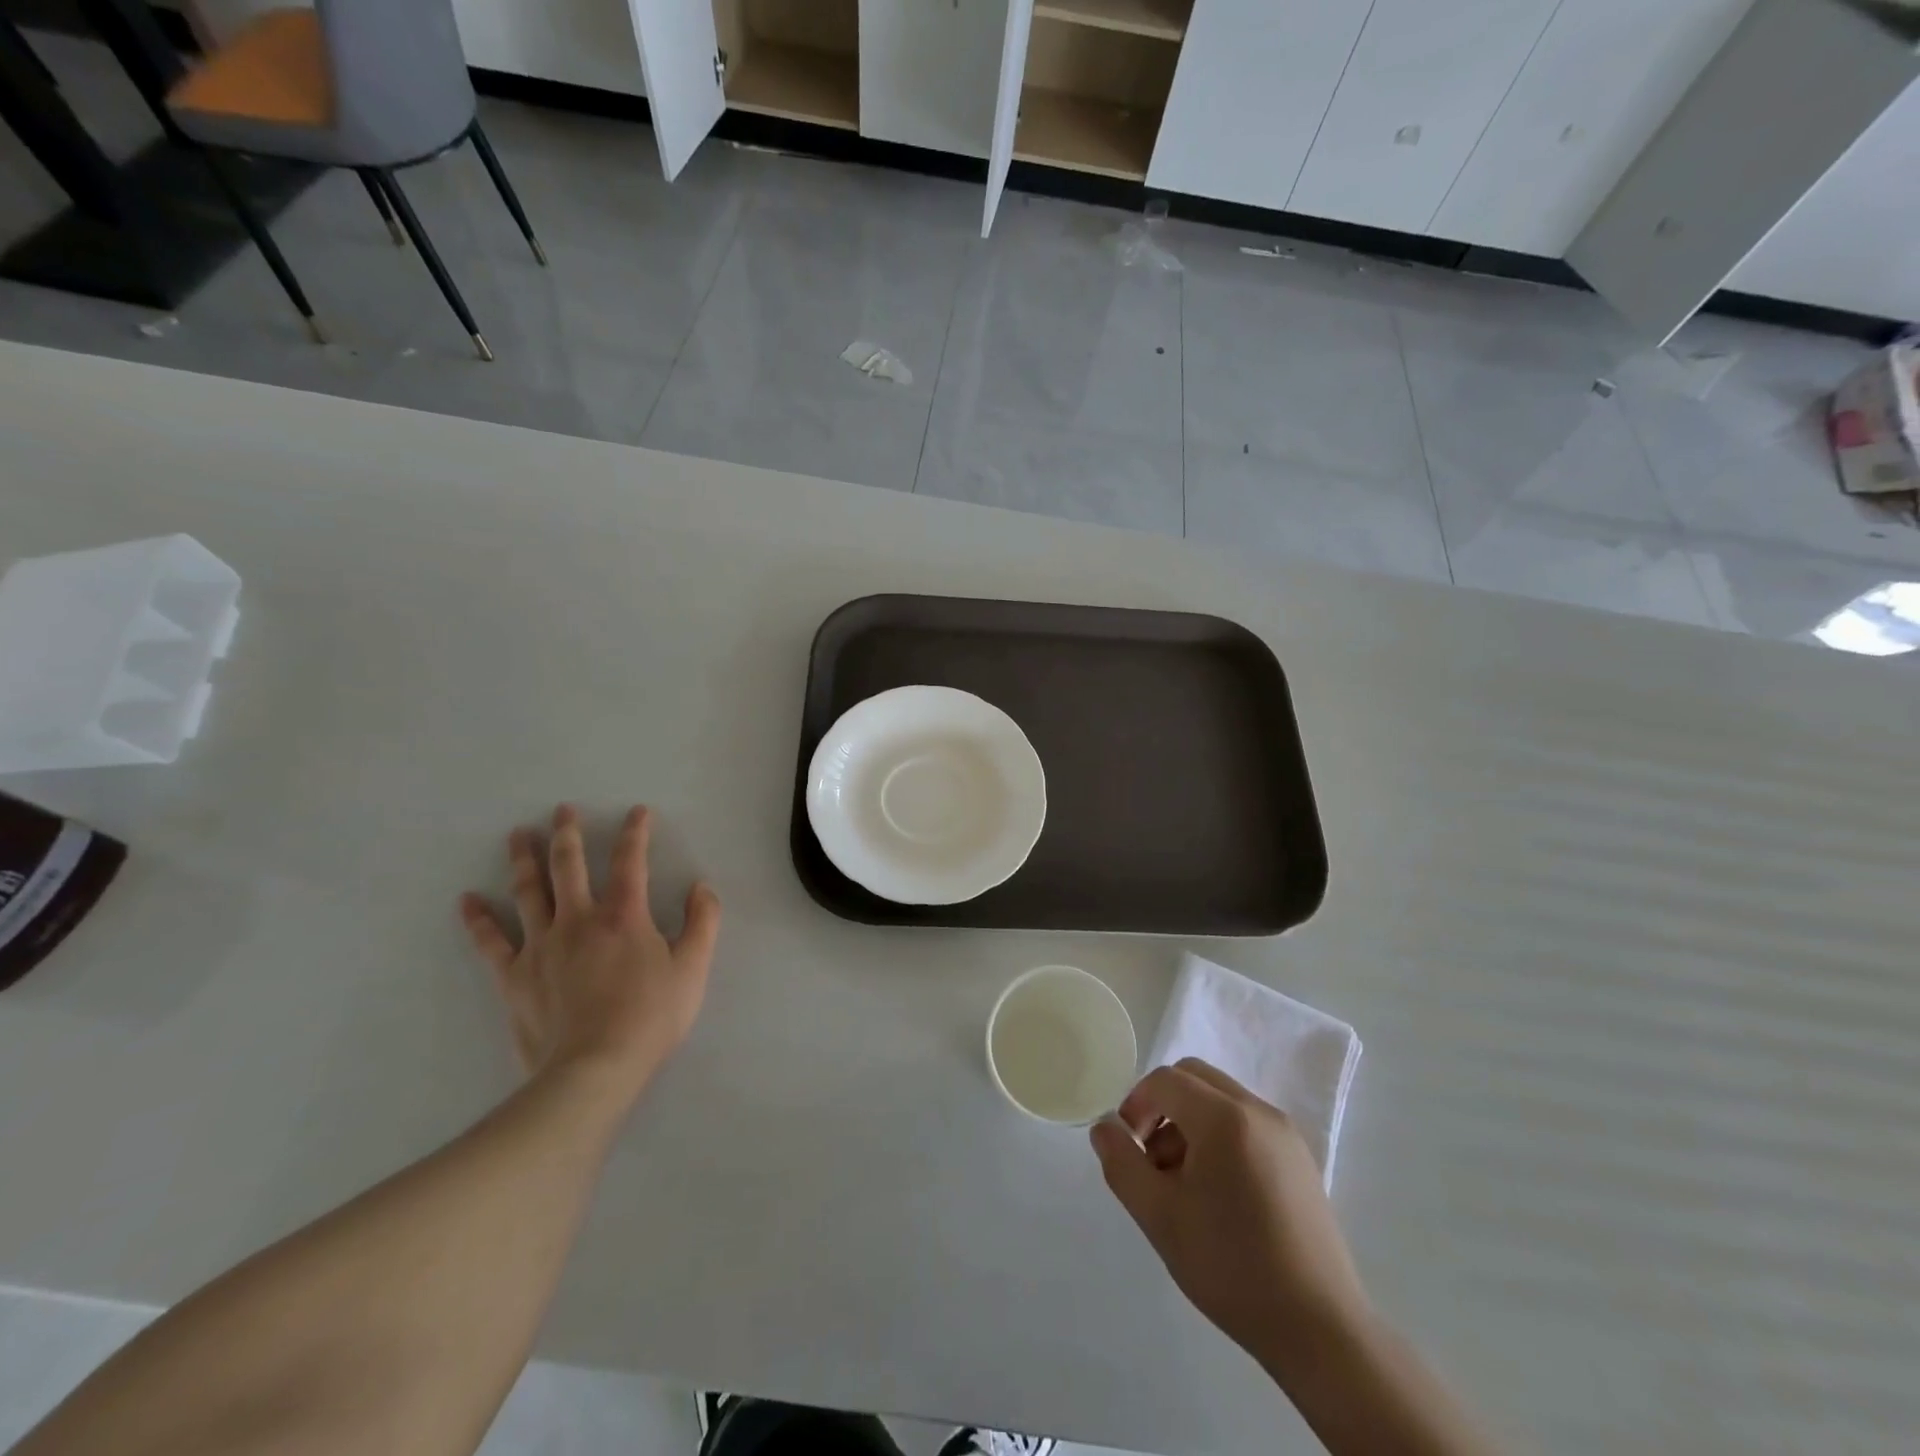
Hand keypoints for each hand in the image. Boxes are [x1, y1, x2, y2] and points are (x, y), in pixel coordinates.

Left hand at [459, 804, 720, 1102]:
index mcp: (624, 916)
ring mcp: (541, 945)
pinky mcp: (515, 975)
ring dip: (523, 860)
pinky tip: (467, 900)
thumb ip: (703, 922)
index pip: (630, 861)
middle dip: (568, 834)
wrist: (594, 1068)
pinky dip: (478, 919)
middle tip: (562, 810)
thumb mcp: (693, 968)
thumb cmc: (651, 1017)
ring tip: (517, 835)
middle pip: (569, 866)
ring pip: (529, 892)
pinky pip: (491, 941)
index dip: (635, 833)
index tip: (636, 812)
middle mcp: (579, 919)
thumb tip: (701, 887)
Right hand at [1091, 1059, 1370, 1382]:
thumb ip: (1122, 1163)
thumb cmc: (1230, 1267)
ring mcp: (1285, 1132)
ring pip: (1221, 1098)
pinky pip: (1247, 1122)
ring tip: (1184, 1184)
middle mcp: (1257, 1110)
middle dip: (1162, 1106)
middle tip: (1152, 1159)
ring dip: (1190, 1121)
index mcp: (1224, 1117)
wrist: (1320, 1329)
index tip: (1129, 1148)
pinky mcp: (1300, 1157)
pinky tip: (1220, 1193)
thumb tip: (1104, 1127)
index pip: (1165, 1080)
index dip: (1135, 1104)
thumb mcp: (1159, 1217)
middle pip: (1194, 1077)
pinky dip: (1220, 1135)